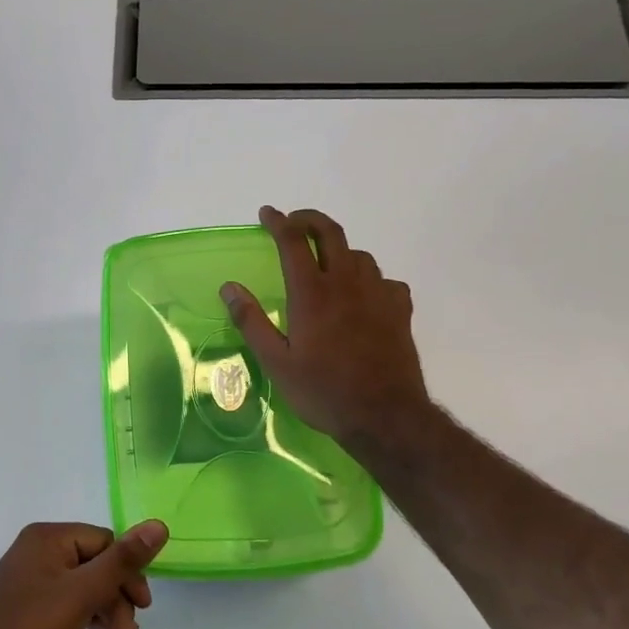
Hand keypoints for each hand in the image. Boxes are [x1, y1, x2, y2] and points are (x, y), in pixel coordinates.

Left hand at [0, 520, 167, 628]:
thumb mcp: (82, 593)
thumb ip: (122, 561)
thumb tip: (159, 525)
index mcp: (46, 537)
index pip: (104, 541)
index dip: (127, 571)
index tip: (144, 606)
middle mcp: (36, 551)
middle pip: (94, 562)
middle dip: (117, 594)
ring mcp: (29, 580)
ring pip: (83, 584)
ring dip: (107, 608)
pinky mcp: (27, 607)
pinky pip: (67, 600)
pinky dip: (87, 615)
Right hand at [221, 205, 431, 450]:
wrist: (384, 415)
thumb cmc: (323, 391)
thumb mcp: (276, 363)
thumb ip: (251, 322)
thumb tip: (229, 287)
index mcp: (312, 293)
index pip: (293, 241)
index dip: (278, 222)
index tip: (266, 213)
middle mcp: (346, 282)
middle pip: (331, 233)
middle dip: (310, 219)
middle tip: (295, 222)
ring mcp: (378, 294)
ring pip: (359, 255)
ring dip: (339, 250)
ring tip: (326, 263)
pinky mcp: (399, 310)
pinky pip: (385, 280)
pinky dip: (370, 279)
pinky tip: (364, 295)